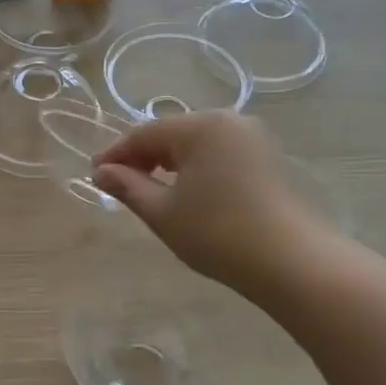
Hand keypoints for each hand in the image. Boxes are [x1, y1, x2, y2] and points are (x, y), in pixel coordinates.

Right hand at [93, 112, 335, 302]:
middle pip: (170, 133)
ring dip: (166, 163)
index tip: (93, 175)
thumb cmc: (218, 233)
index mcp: (201, 126)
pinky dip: (193, 168)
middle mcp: (228, 121)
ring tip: (146, 189)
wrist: (292, 263)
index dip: (115, 154)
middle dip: (141, 157)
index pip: (144, 134)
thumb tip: (101, 172)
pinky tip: (183, 191)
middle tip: (116, 184)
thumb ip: (128, 186)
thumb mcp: (162, 212)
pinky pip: (216, 153)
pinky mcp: (266, 158)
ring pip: (194, 143)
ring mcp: (252, 138)